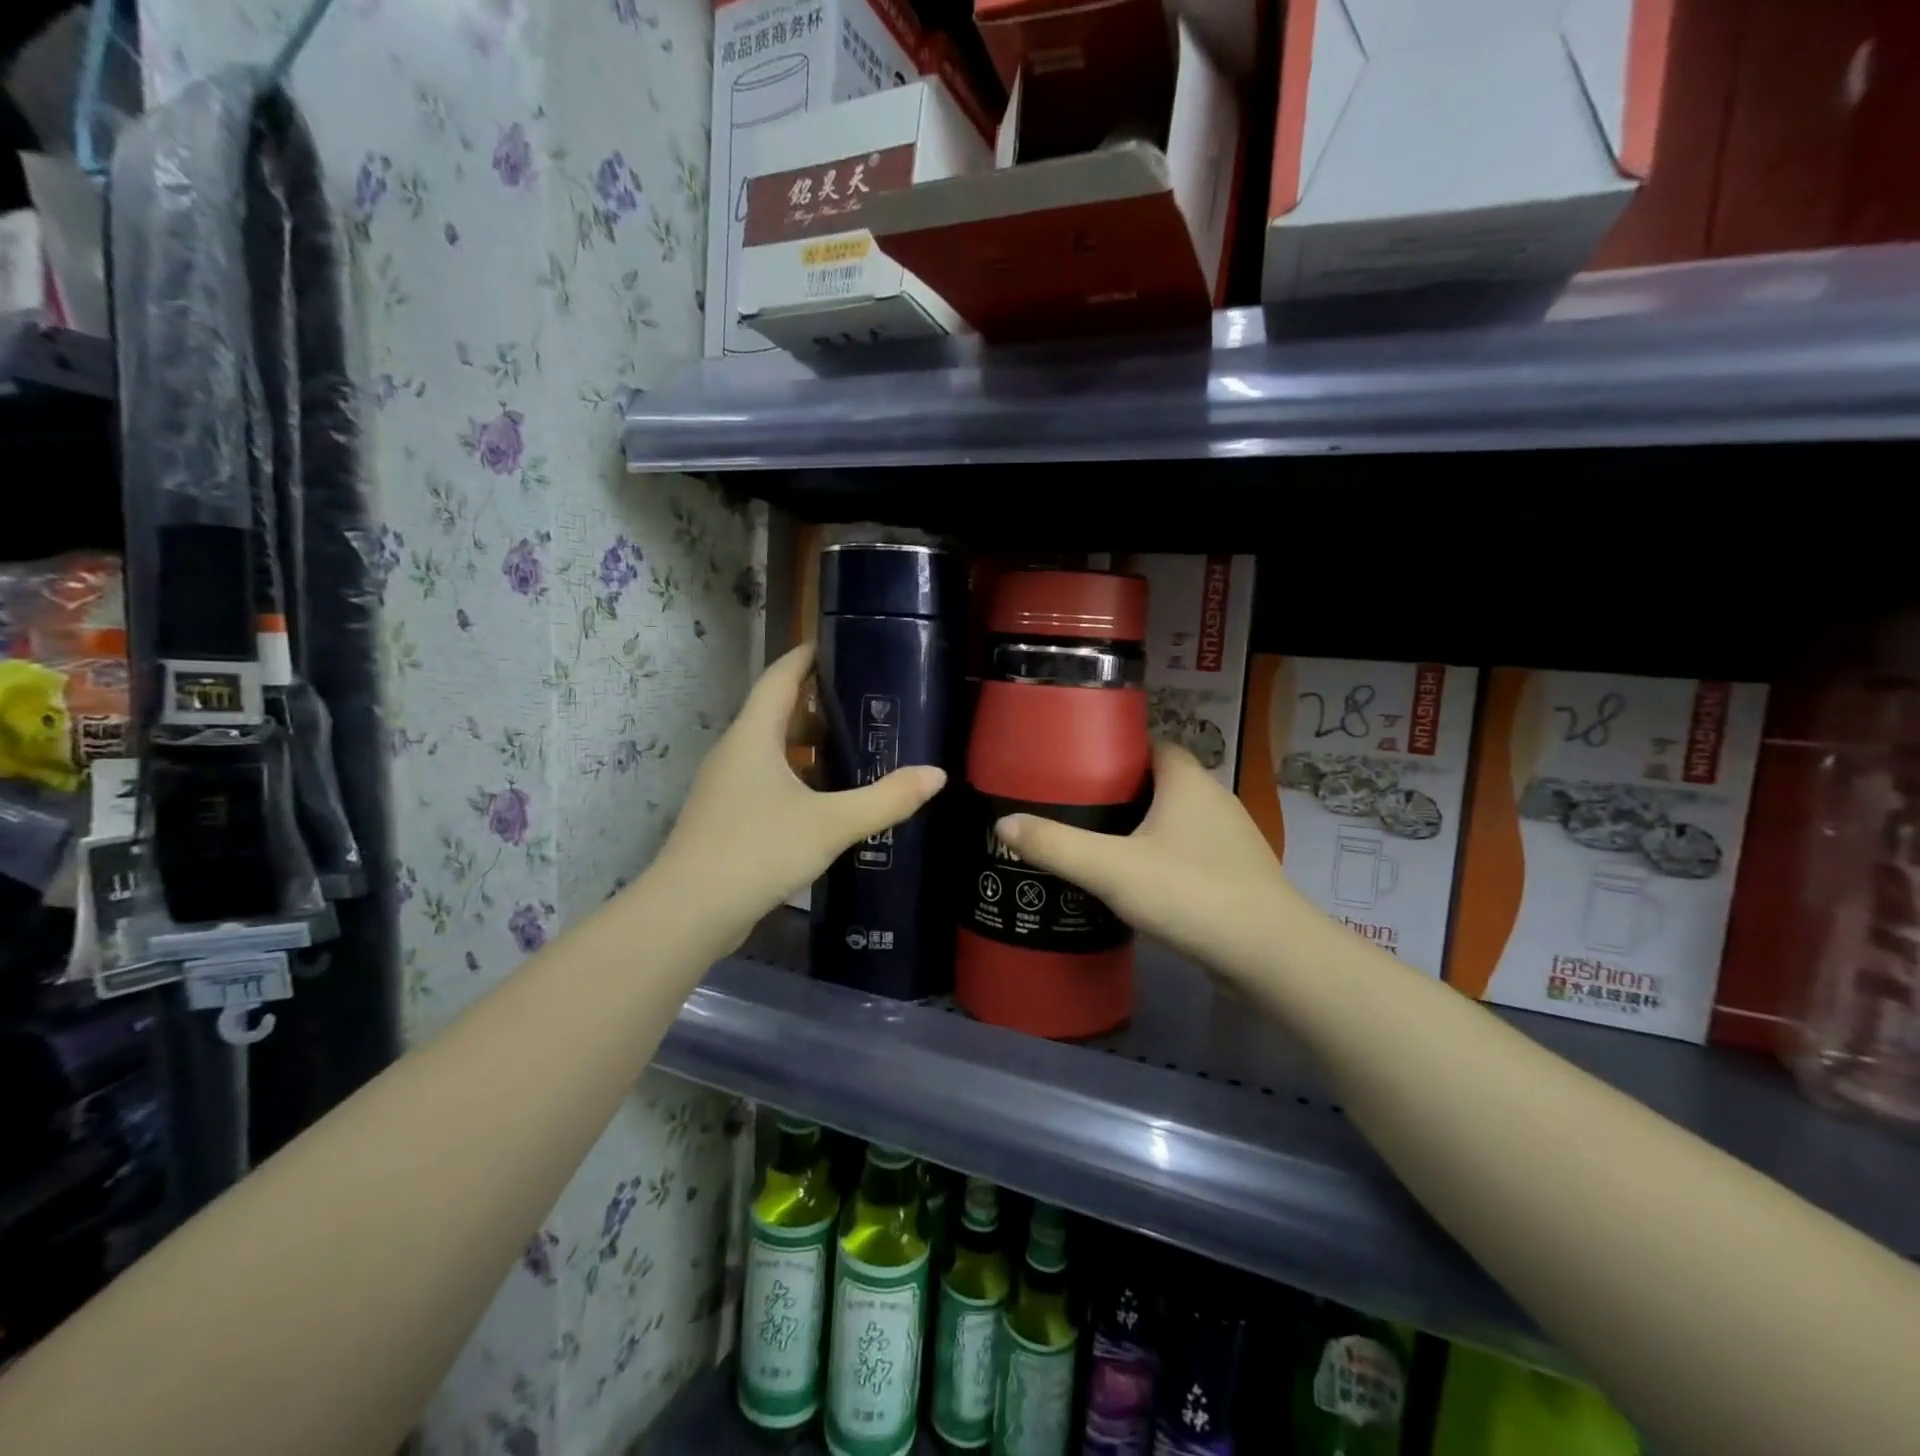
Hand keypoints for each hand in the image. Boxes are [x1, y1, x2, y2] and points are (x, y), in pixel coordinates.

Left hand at [653, 644, 945, 948]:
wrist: (688, 913)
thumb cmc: (757, 851)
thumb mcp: (830, 823)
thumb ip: (886, 799)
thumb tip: (936, 776)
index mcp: (753, 737)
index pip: (779, 678)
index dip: (805, 656)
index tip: (836, 642)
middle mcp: (734, 753)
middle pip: (774, 712)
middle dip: (814, 702)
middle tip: (861, 698)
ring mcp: (726, 788)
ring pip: (770, 751)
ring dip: (805, 744)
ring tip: (851, 744)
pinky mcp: (726, 819)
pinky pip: (766, 781)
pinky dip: (796, 777)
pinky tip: (824, 798)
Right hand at [995, 741, 1286, 975]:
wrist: (1269, 954)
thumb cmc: (1189, 892)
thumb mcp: (1110, 868)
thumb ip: (1056, 845)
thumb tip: (1003, 823)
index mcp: (1187, 780)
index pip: (1151, 745)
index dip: (1116, 752)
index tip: (1079, 770)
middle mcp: (1214, 799)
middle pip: (1161, 782)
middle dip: (1123, 793)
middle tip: (1078, 809)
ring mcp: (1231, 838)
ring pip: (1177, 819)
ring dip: (1144, 828)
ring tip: (1100, 845)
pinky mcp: (1237, 873)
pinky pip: (1191, 852)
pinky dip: (1165, 858)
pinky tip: (1138, 883)